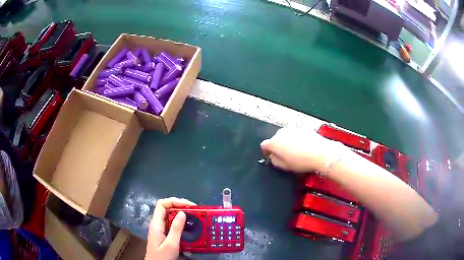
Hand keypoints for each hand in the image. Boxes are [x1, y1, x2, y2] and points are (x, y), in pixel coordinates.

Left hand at [145, 197, 195, 259]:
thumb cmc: (162, 257)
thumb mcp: (171, 244)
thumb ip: (176, 228)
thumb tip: (182, 212)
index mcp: (156, 224)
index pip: (162, 204)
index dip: (174, 201)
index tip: (189, 205)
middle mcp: (157, 224)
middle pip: (167, 209)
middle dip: (181, 207)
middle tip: (195, 211)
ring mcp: (160, 230)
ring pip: (170, 217)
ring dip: (182, 215)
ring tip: (194, 217)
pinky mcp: (164, 235)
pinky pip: (172, 225)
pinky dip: (181, 223)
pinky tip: (189, 227)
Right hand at [260, 128, 343, 173]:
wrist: (321, 152)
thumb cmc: (301, 161)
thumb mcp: (285, 166)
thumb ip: (274, 161)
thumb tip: (273, 156)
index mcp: (274, 142)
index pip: (264, 145)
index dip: (266, 152)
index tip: (271, 158)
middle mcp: (281, 133)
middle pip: (275, 139)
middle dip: (277, 146)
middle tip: (284, 156)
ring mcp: (292, 129)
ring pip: (285, 136)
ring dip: (286, 142)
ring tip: (295, 151)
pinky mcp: (302, 128)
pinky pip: (295, 134)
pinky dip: (296, 139)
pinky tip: (303, 147)